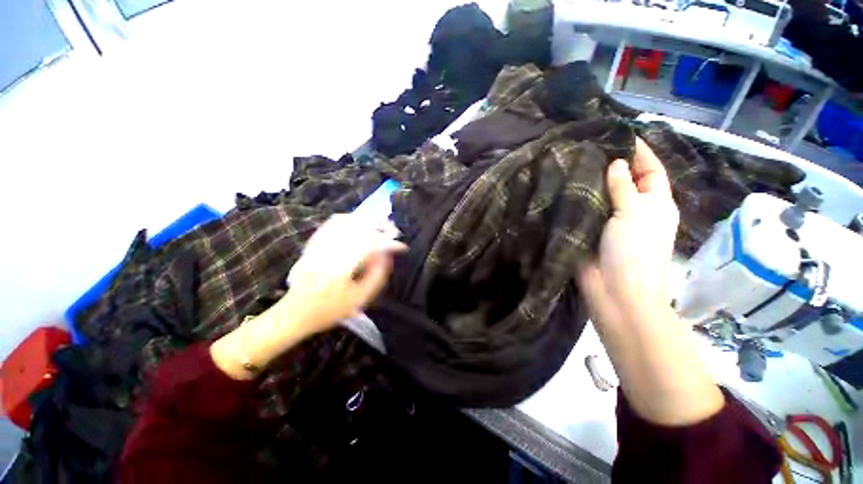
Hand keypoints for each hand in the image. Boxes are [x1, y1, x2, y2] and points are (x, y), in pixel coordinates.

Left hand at [211, 214, 405, 378]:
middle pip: (357, 229)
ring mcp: (318, 246)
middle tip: (391, 230)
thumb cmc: (329, 310)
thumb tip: (386, 256)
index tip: (400, 246)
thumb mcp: (359, 299)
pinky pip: (330, 225)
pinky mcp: (312, 245)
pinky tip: (357, 224)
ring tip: (377, 226)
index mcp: (341, 268)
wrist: (295, 313)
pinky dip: (346, 221)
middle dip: (378, 227)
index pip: (369, 246)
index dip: (388, 243)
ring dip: (364, 221)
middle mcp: (328, 252)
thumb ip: (376, 277)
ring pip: (343, 223)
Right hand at [579, 137, 678, 328]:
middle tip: (590, 147)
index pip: (652, 170)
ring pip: (603, 195)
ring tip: (575, 163)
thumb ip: (624, 187)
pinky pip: (586, 209)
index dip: (641, 152)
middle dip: (612, 165)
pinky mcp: (591, 231)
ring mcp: (612, 221)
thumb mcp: (634, 214)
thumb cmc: (634, 251)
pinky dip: (579, 199)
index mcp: (655, 203)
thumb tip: (616, 163)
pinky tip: (566, 187)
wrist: (614, 290)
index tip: (621, 135)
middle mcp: (635, 210)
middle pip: (626, 181)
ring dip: (593, 182)